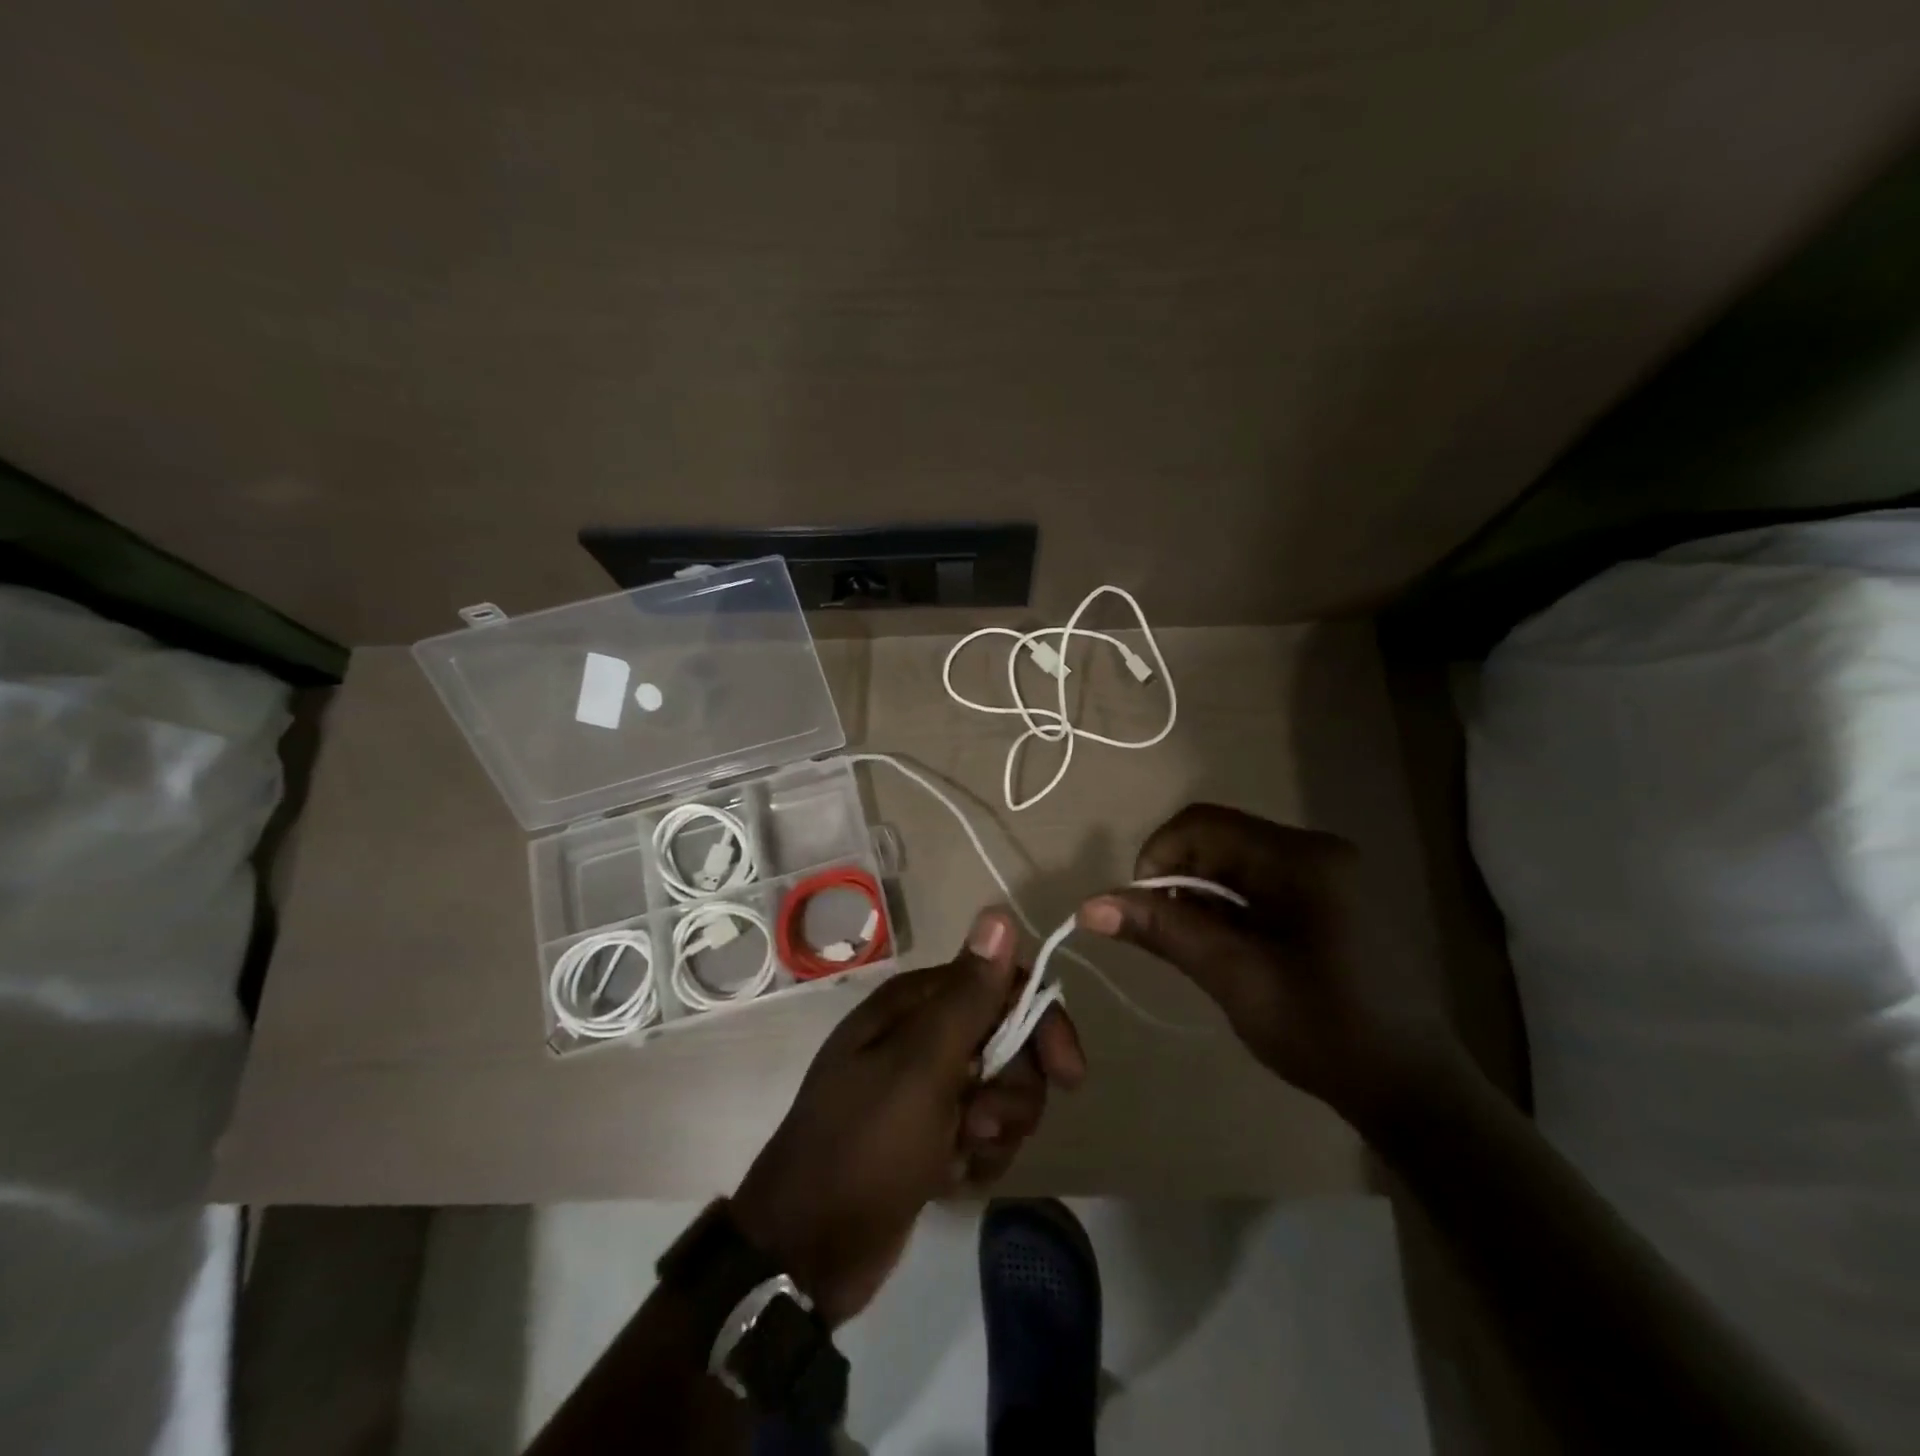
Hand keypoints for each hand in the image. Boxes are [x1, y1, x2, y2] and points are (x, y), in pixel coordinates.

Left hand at [732, 909, 1084, 1325]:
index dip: (1039, 1022)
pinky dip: (976, 1158)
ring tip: (959, 1155)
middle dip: (1012, 1089)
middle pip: (1008, 1042)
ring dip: (994, 1130)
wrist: (807, 1250)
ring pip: (1001, 1092)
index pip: (1001, 985)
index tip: (1067, 1073)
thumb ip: (967, 995)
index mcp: (915, 1004)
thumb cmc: (866, 1144)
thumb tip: (998, 913)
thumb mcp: (922, 1066)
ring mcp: (926, 1087)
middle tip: (983, 1122)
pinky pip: (982, 1133)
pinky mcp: (929, 1134)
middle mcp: (922, 1035)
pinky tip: (949, 1178)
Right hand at [1079, 804, 1453, 1132]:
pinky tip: (1234, 952)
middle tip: (1170, 938)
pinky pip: (1261, 883)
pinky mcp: (1333, 898)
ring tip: (1202, 952)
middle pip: (1220, 839)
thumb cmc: (1326, 1032)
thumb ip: (1165, 931)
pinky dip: (1231, 909)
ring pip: (1237, 863)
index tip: (1141, 908)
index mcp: (1302, 859)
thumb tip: (1090, 904)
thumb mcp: (1235, 978)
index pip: (1203, 823)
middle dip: (1180, 880)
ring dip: (1204, 898)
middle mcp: (1318, 850)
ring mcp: (1330, 874)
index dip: (1157, 854)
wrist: (1415, 1091)